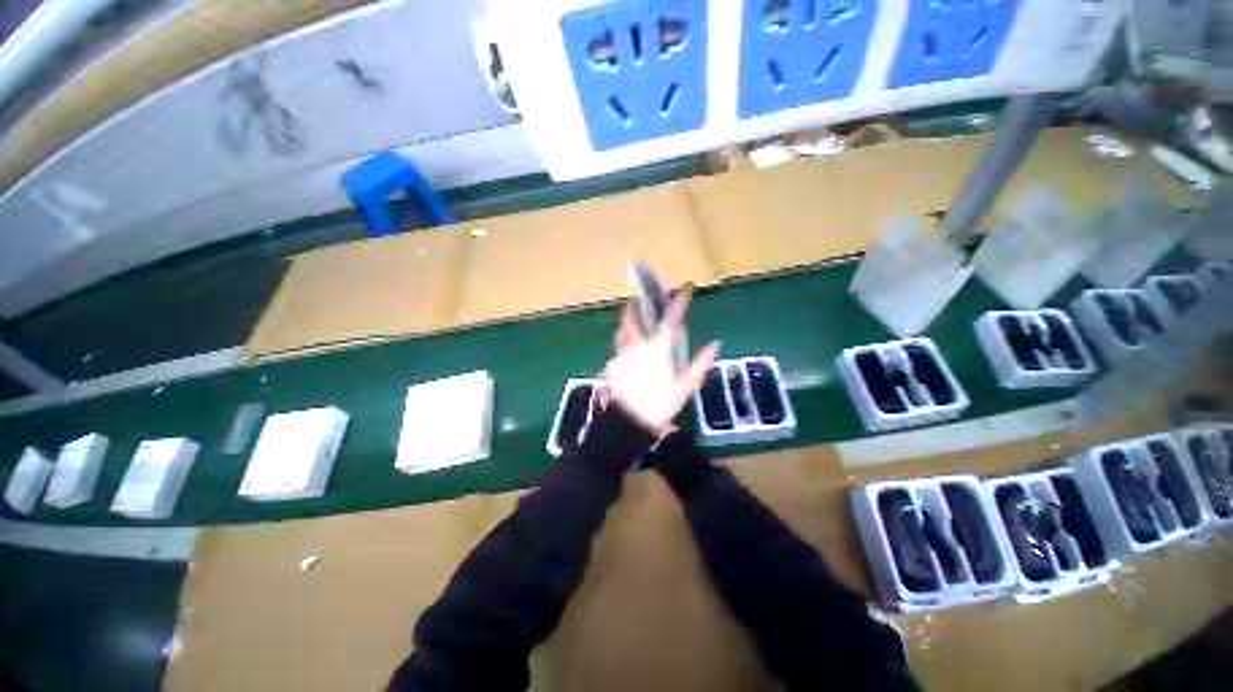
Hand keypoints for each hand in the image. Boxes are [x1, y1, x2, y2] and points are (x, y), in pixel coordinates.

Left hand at [601, 288, 720, 436]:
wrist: (626, 422)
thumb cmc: (659, 405)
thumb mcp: (685, 387)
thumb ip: (700, 363)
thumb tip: (715, 344)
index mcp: (658, 347)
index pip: (671, 318)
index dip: (680, 300)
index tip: (686, 287)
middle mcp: (638, 344)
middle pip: (636, 316)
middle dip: (641, 302)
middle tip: (645, 295)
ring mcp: (622, 352)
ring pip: (623, 327)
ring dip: (628, 316)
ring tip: (631, 310)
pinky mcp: (612, 362)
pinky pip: (618, 342)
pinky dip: (622, 335)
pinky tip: (625, 340)